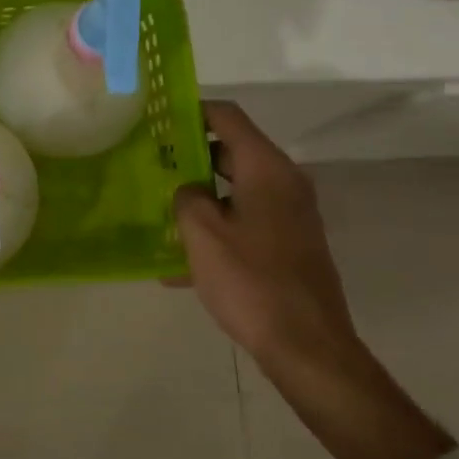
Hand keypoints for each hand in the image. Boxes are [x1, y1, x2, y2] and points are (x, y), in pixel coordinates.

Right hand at [173, 101, 453, 458]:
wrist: (307, 347)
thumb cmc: (251, 281)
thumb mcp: (202, 233)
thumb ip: (187, 197)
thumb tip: (189, 191)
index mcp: (267, 169)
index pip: (228, 117)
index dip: (192, 111)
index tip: (158, 118)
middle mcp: (284, 183)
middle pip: (231, 152)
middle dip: (189, 157)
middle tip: (150, 165)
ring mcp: (290, 216)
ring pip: (235, 190)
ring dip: (199, 197)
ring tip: (158, 212)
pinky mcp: (289, 245)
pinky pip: (245, 222)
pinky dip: (216, 230)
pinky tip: (178, 265)